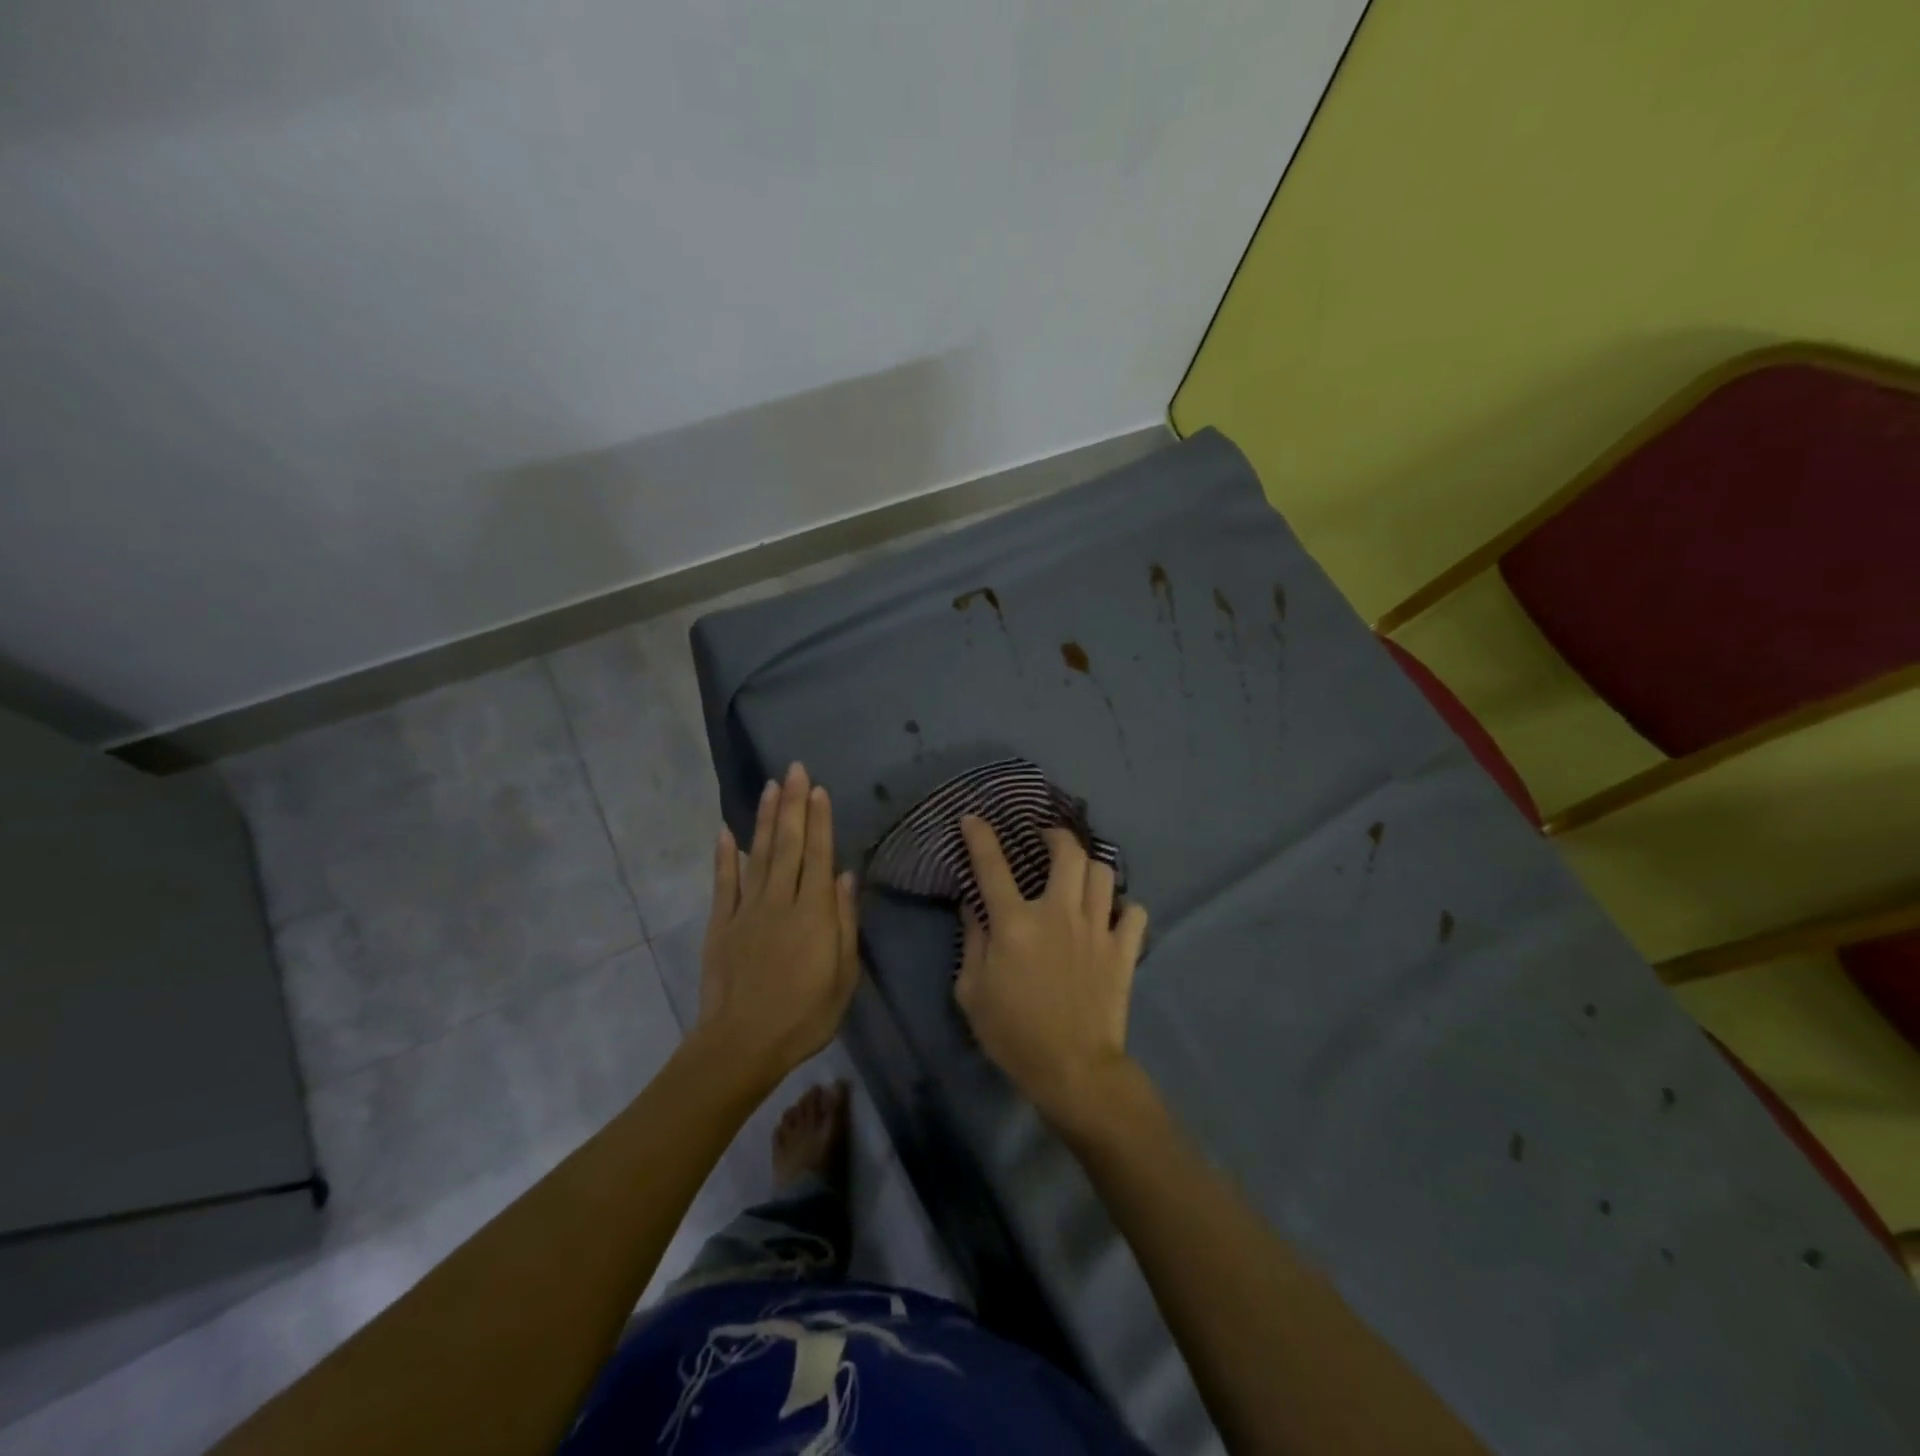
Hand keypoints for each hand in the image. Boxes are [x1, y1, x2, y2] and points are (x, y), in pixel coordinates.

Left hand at [698, 763, 859, 1084]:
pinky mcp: (721, 923)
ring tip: (770, 786)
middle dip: (792, 804)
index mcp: (813, 912)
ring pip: (759, 854)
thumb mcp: (843, 976)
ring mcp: (746, 909)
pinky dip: (725, 855)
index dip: (820, 820)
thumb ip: (844, 922)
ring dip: (766, 819)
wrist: (742, 1044)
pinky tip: (726, 831)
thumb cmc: (804, 1015)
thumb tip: (846, 877)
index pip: (819, 855)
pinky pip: (724, 882)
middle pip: (789, 844)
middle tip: (793, 769)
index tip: (817, 789)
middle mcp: (780, 900)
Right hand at [955, 816, 1149, 1128]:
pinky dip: (1124, 908)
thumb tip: (973, 906)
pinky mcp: (1123, 950)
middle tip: (1047, 840)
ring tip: (1080, 875)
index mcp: (1015, 923)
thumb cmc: (1013, 1033)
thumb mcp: (972, 992)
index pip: (992, 866)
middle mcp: (1058, 913)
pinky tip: (1112, 915)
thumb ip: (972, 942)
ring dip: (1090, 867)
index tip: (974, 819)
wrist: (1073, 1069)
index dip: (980, 837)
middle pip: (1067, 853)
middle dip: (1056, 835)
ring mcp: (1096, 928)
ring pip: (1103, 873)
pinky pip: (1134, 912)